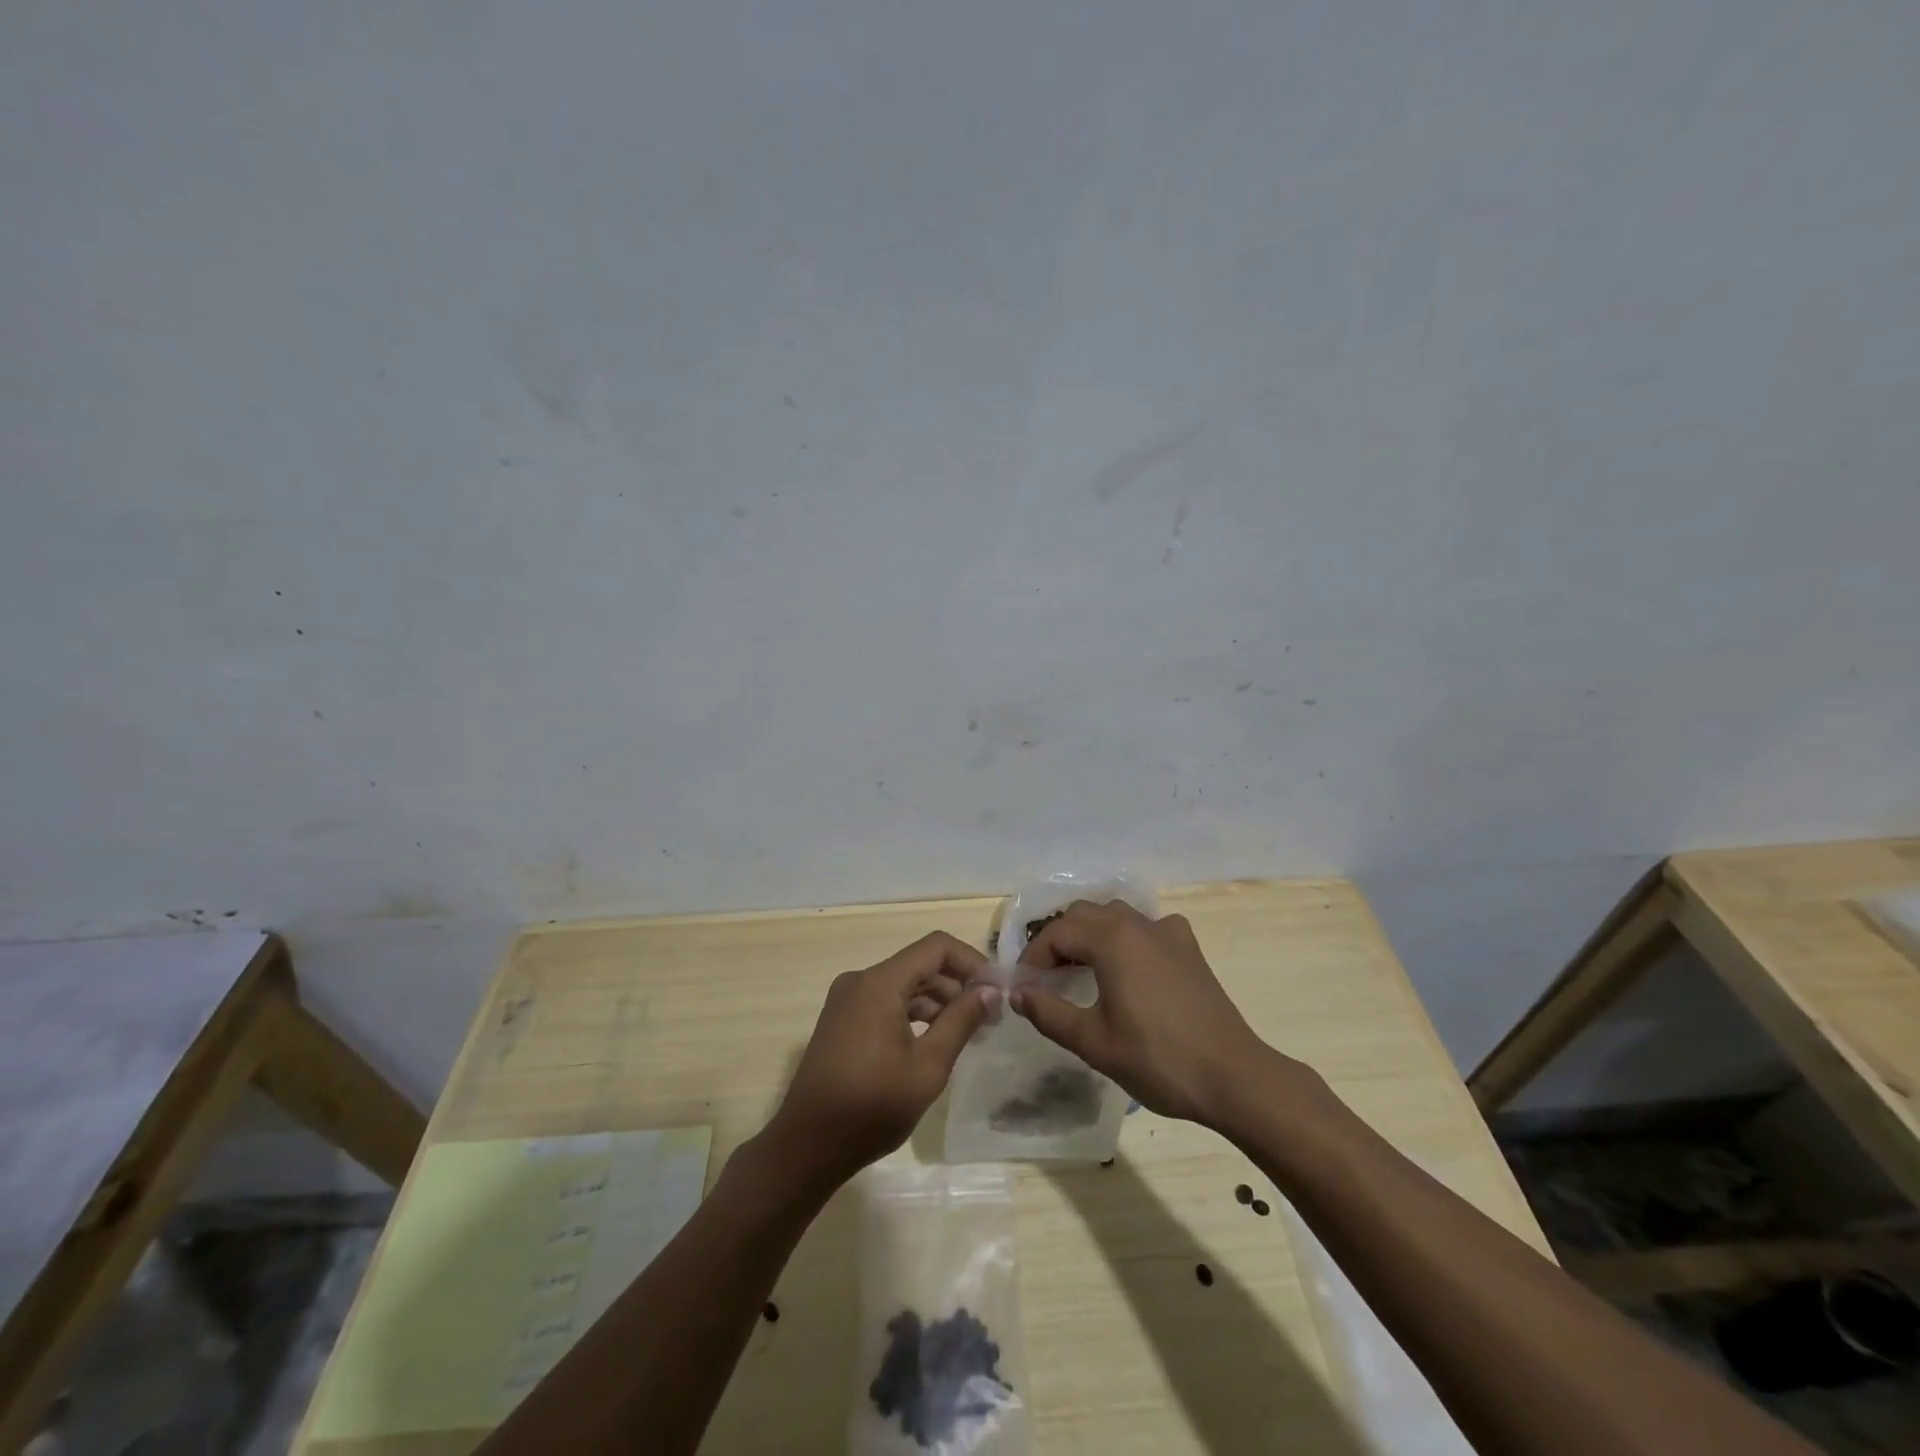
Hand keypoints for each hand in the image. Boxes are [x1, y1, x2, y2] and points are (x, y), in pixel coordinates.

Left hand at [768, 932, 998, 1187]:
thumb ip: (961, 1021)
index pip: (936, 947)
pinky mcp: (841, 1020)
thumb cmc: (872, 1106)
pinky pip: (885, 1001)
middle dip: (957, 983)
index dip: (971, 961)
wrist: (807, 1146)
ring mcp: (847, 1000)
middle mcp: (860, 980)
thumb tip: (990, 990)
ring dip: (937, 1000)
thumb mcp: (928, 1066)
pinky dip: (913, 1012)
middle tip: (989, 1016)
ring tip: (966, 1031)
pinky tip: (933, 1039)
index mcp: (879, 983)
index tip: (997, 989)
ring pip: (903, 983)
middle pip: (919, 964)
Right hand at [1015, 900, 1296, 1128]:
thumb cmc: (1157, 1059)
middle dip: (1059, 940)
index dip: (1033, 957)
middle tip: (1047, 977)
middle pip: (1084, 914)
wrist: (1233, 1076)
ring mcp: (1168, 932)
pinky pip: (1147, 927)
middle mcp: (1138, 923)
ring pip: (1116, 915)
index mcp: (1112, 939)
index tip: (1024, 987)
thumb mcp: (1093, 1042)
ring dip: (1091, 934)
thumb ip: (1049, 1013)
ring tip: (1080, 969)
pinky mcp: (1189, 948)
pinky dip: (1126, 938)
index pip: (1057, 933)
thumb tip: (1017, 994)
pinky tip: (1130, 966)